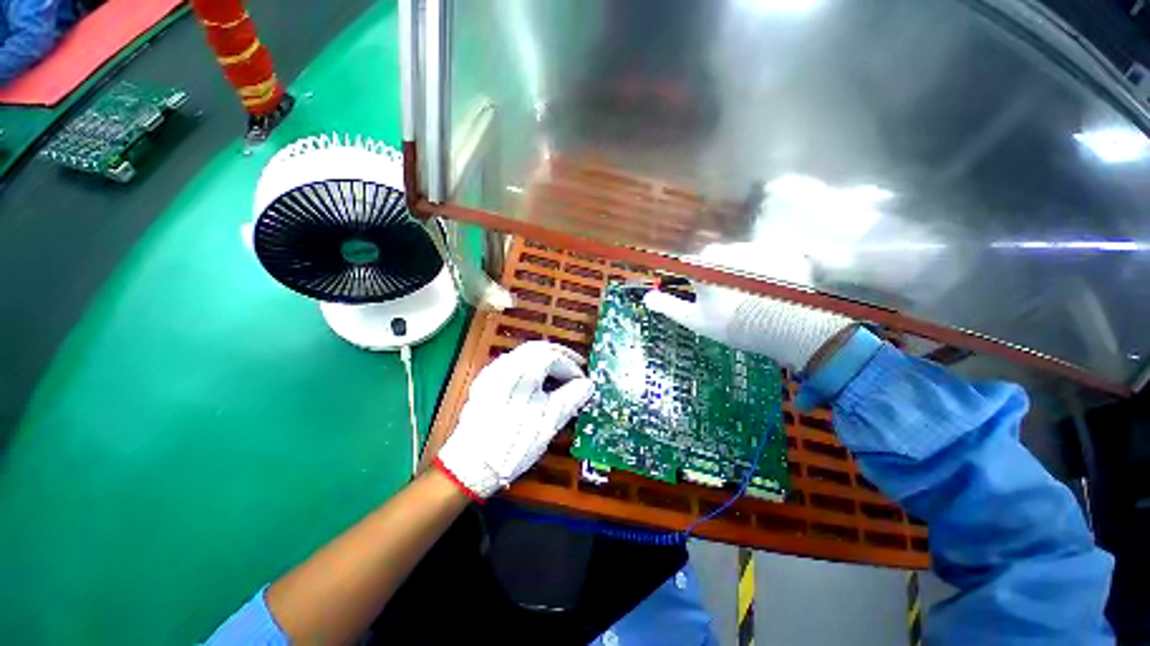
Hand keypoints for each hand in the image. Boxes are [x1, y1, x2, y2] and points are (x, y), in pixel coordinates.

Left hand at [435, 341, 594, 499]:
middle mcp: (506, 365)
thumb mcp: (549, 422)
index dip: (572, 367)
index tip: (583, 382)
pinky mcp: (485, 382)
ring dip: (544, 358)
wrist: (470, 465)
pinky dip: (529, 365)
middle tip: (576, 366)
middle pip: (538, 348)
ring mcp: (492, 372)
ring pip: (523, 353)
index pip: (553, 357)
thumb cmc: (514, 443)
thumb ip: (571, 398)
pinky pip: (511, 363)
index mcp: (523, 372)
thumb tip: (588, 384)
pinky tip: (534, 379)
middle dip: (560, 355)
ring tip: (559, 371)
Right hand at [642, 246, 853, 371]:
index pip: (691, 265)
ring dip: (746, 271)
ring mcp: (759, 248)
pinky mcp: (785, 252)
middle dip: (721, 274)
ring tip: (756, 297)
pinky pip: (772, 258)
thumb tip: (647, 298)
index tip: (703, 295)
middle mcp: (729, 248)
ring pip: (744, 256)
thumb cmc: (730, 323)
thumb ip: (668, 306)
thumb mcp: (694, 319)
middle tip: (732, 300)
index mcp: (704, 263)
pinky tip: (775, 290)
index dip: (695, 280)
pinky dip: (772, 270)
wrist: (782, 326)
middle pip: (718, 258)